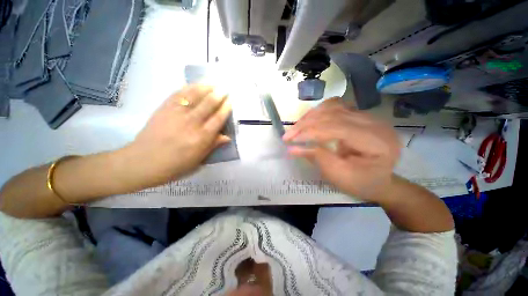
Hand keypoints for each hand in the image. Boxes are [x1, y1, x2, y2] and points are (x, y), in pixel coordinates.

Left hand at [120, 84, 231, 189]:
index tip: (231, 101)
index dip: (226, 109)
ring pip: (194, 96)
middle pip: (208, 104)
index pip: (218, 119)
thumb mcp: (198, 160)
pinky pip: (178, 95)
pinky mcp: (164, 109)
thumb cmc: (175, 165)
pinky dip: (187, 88)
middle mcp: (191, 123)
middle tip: (224, 88)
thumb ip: (213, 145)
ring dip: (205, 87)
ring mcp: (176, 114)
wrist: (143, 162)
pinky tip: (194, 84)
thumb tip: (227, 137)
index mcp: (202, 137)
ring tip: (212, 82)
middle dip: (218, 95)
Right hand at [283, 98, 400, 201]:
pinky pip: (335, 106)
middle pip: (334, 114)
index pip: (338, 128)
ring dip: (310, 117)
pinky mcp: (358, 115)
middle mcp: (374, 122)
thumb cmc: (362, 183)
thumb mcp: (339, 176)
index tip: (290, 140)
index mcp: (377, 141)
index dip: (311, 132)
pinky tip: (309, 121)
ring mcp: (367, 116)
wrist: (380, 180)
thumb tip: (292, 148)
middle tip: (288, 136)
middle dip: (306, 124)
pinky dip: (318, 112)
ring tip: (296, 129)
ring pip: (333, 107)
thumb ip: (317, 158)